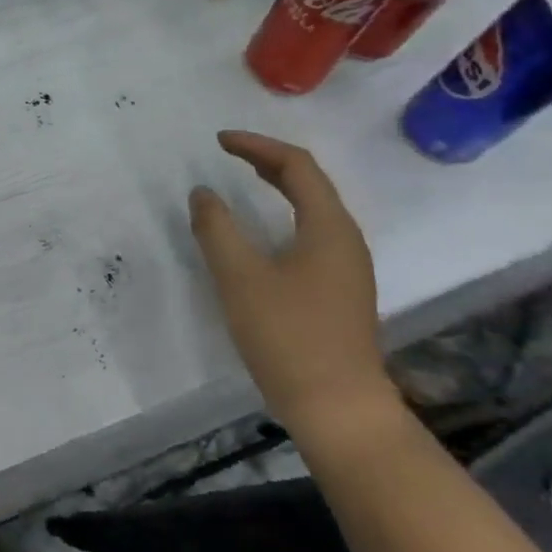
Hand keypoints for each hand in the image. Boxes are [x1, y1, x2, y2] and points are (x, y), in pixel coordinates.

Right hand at [189, 131, 395, 436]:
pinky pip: (312, 232)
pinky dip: (284, 214)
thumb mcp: (240, 278)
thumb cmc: (288, 336)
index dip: (257, 146)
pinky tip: (263, 232)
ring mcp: (347, 267)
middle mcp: (346, 239)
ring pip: (313, 208)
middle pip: (310, 183)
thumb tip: (203, 194)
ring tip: (244, 180)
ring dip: (278, 187)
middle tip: (228, 153)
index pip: (297, 165)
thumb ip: (216, 229)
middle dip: (268, 161)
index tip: (219, 142)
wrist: (339, 409)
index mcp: (328, 227)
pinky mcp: (340, 290)